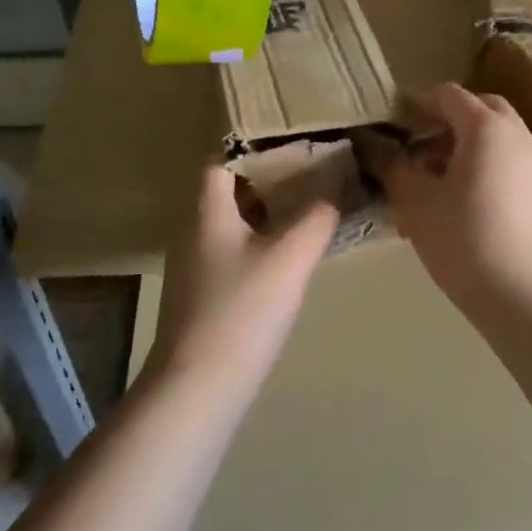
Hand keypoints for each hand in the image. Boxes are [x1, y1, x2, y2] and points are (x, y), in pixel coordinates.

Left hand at [146, 164, 339, 392]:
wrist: (198, 389)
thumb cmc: (242, 313)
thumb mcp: (289, 259)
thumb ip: (317, 218)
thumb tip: (337, 185)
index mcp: (207, 212)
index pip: (220, 160)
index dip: (252, 146)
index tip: (290, 141)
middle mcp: (194, 231)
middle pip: (228, 190)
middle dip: (267, 177)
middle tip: (310, 170)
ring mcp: (196, 266)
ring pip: (232, 223)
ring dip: (266, 211)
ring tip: (308, 206)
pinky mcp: (203, 296)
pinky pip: (234, 252)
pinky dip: (260, 242)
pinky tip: (288, 256)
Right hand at [375, 83, 531, 319]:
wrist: (526, 298)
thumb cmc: (465, 241)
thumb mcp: (416, 203)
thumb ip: (393, 167)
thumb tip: (375, 148)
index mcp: (487, 128)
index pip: (448, 95)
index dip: (417, 105)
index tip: (392, 128)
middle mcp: (518, 135)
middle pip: (479, 108)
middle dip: (445, 119)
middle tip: (416, 146)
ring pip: (496, 134)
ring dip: (464, 142)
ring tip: (433, 175)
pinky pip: (508, 158)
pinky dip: (483, 161)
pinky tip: (459, 197)